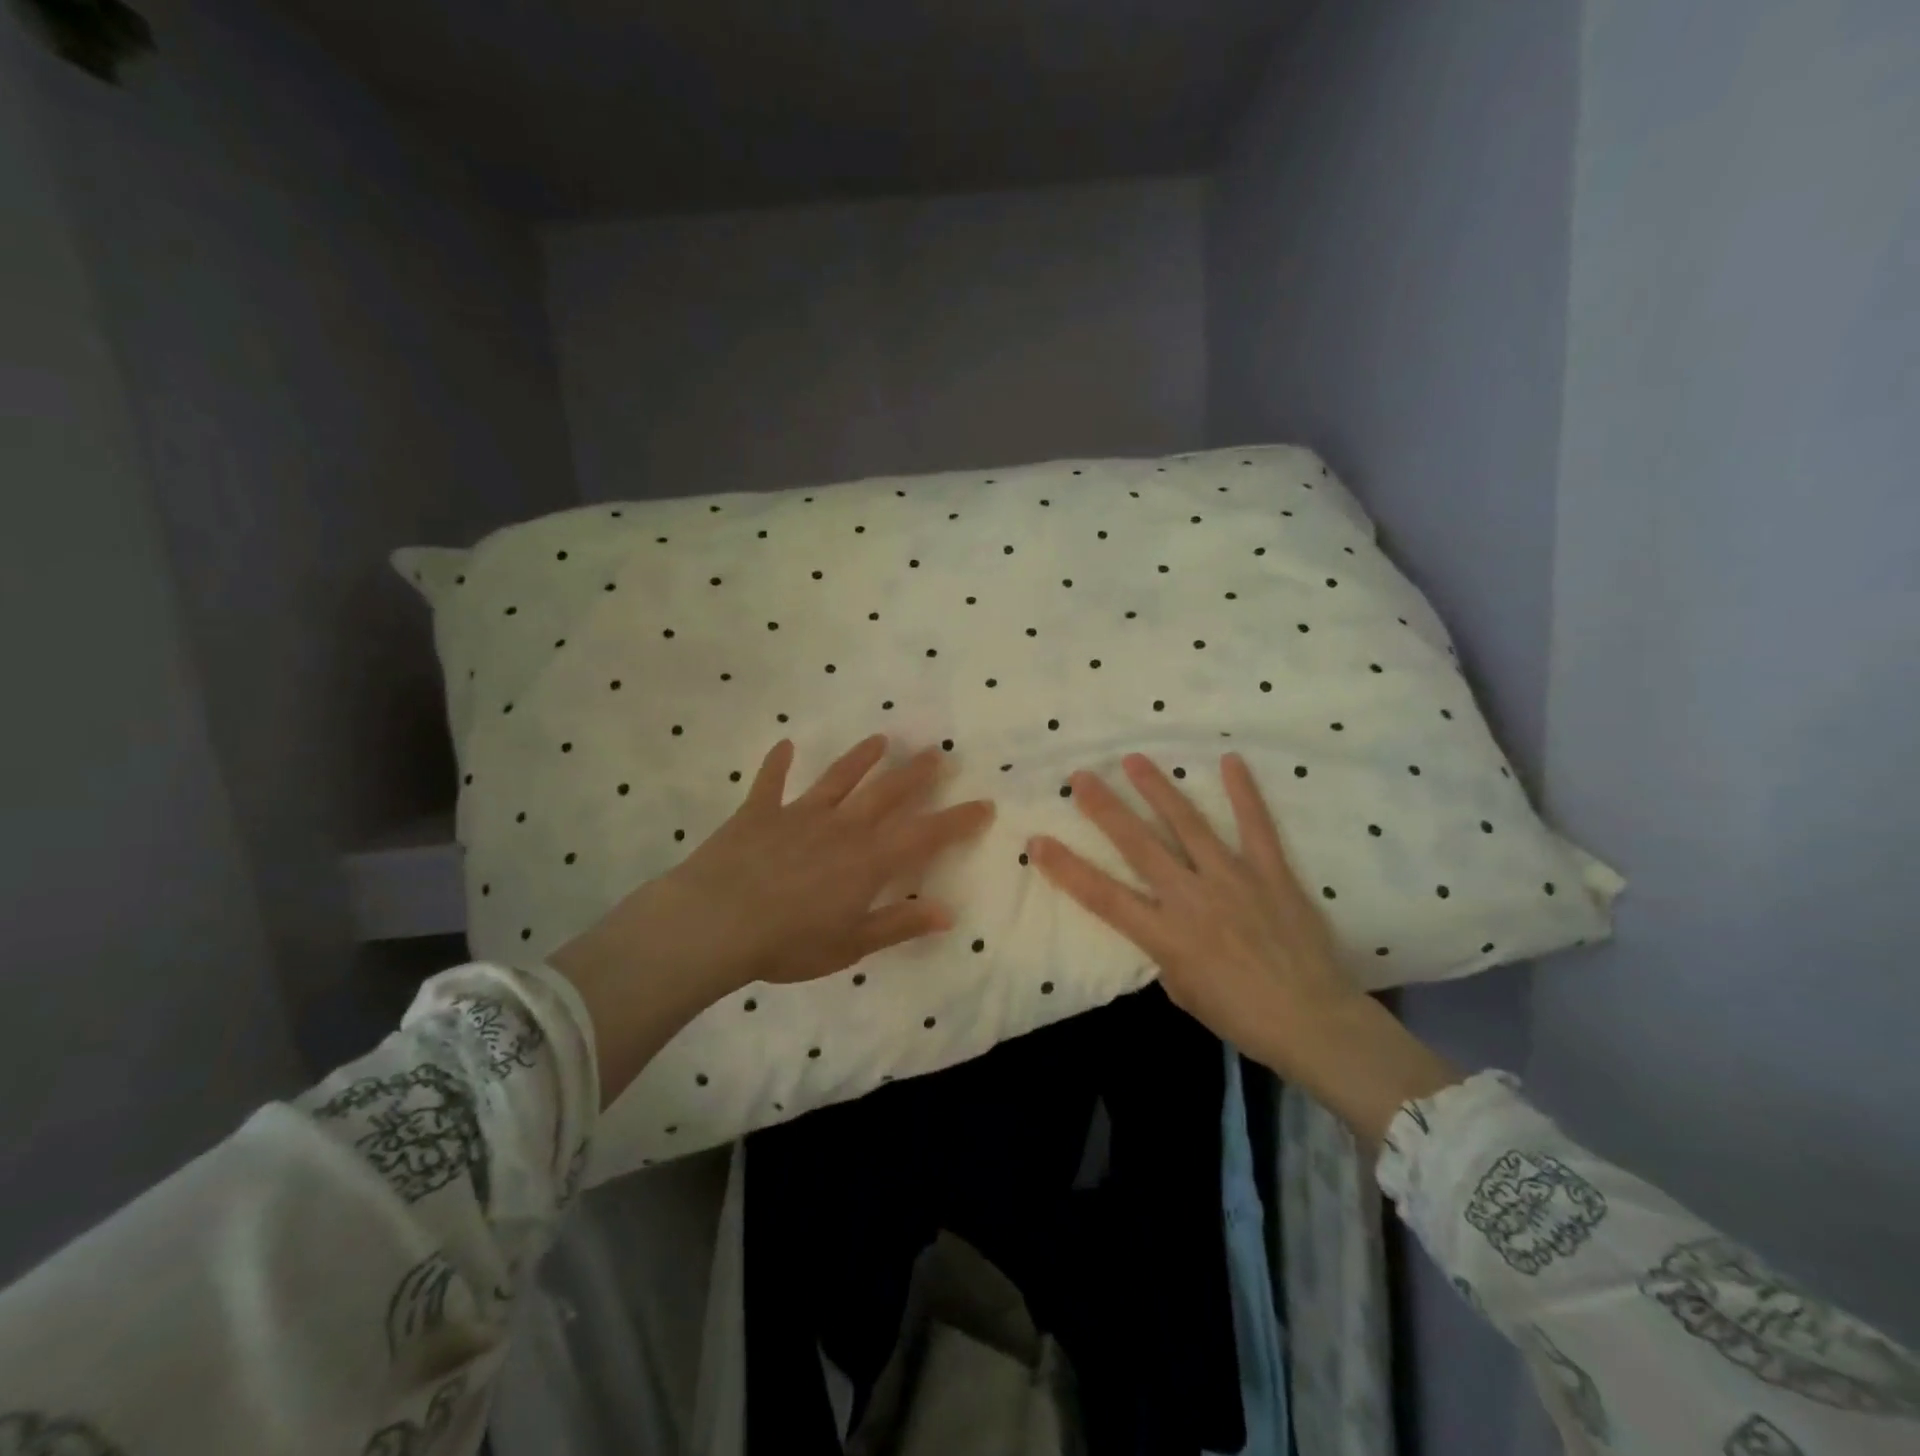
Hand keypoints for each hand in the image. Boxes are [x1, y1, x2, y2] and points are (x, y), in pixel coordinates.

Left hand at [552, 735, 993, 1103]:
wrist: (714, 924)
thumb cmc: (787, 944)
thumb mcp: (850, 945)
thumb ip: (898, 924)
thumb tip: (947, 911)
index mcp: (868, 861)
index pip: (925, 835)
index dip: (957, 821)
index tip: (984, 804)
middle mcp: (842, 827)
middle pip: (887, 793)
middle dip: (916, 774)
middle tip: (938, 753)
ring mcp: (799, 815)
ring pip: (838, 778)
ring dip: (861, 758)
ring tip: (880, 739)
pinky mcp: (759, 813)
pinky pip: (770, 782)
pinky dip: (777, 763)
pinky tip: (783, 745)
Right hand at [1029, 752, 1456, 1148]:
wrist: (1315, 1023)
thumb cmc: (1242, 1017)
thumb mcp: (1184, 991)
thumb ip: (1165, 949)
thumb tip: (1161, 919)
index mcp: (1166, 935)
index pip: (1102, 896)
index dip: (1066, 867)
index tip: (1037, 841)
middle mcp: (1192, 899)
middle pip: (1138, 846)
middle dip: (1105, 809)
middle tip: (1081, 777)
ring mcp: (1233, 879)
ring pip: (1188, 825)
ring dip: (1158, 789)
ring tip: (1135, 759)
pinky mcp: (1271, 873)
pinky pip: (1256, 826)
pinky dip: (1243, 793)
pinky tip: (1230, 760)